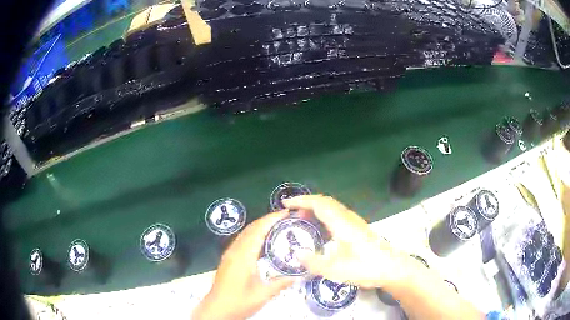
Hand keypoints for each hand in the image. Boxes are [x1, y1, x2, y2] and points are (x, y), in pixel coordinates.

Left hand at [193, 211, 294, 319]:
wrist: (216, 309)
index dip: (271, 219)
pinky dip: (253, 234)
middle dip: (267, 219)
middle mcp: (235, 251)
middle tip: (285, 218)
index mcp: (244, 256)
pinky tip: (262, 242)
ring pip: (245, 233)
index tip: (286, 213)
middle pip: (251, 228)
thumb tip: (298, 276)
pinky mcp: (228, 260)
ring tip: (277, 226)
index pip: (258, 230)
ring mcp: (229, 254)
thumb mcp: (262, 295)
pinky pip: (242, 240)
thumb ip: (280, 284)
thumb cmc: (238, 302)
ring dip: (260, 226)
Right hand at [283, 195, 409, 288]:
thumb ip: (314, 263)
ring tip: (303, 221)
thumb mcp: (336, 270)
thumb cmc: (366, 267)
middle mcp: (348, 218)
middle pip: (325, 202)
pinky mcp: (359, 229)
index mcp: (342, 224)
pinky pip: (337, 215)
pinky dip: (324, 216)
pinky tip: (322, 231)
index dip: (301, 201)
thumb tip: (297, 254)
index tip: (285, 203)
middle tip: (291, 214)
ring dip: (316, 209)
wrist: (392, 268)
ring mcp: (355, 223)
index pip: (319, 204)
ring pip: (332, 208)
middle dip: (306, 203)